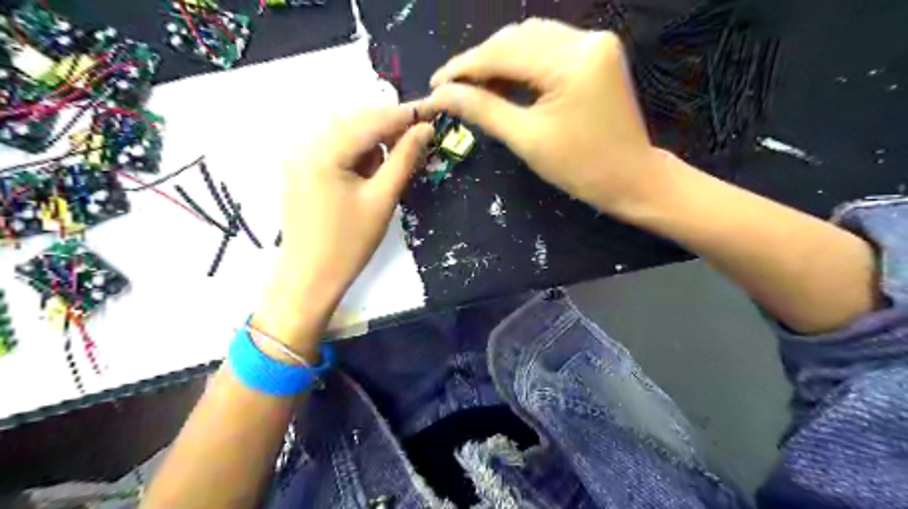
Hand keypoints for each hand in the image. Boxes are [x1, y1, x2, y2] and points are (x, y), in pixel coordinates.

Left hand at [251, 105, 431, 352]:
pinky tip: (369, 171)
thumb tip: (425, 130)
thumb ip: (404, 159)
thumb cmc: (349, 244)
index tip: (430, 111)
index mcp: (324, 152)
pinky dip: (356, 153)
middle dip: (388, 127)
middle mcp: (305, 145)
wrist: (310, 278)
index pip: (370, 121)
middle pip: (355, 122)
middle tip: (417, 139)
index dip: (403, 115)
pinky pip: (333, 149)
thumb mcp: (382, 200)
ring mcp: (299, 157)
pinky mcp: (300, 170)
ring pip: (344, 134)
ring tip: (392, 162)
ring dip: (373, 141)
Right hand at [430, 19, 669, 218]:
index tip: (435, 85)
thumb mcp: (527, 140)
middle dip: (479, 62)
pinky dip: (521, 62)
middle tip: (452, 89)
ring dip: (498, 60)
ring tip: (474, 87)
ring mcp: (594, 43)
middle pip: (516, 38)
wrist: (631, 178)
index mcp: (571, 62)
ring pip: (530, 39)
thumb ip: (482, 110)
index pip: (503, 52)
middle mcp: (586, 39)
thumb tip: (441, 95)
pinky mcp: (595, 53)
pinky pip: (548, 48)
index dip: (464, 67)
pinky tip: (503, 81)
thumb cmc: (580, 168)